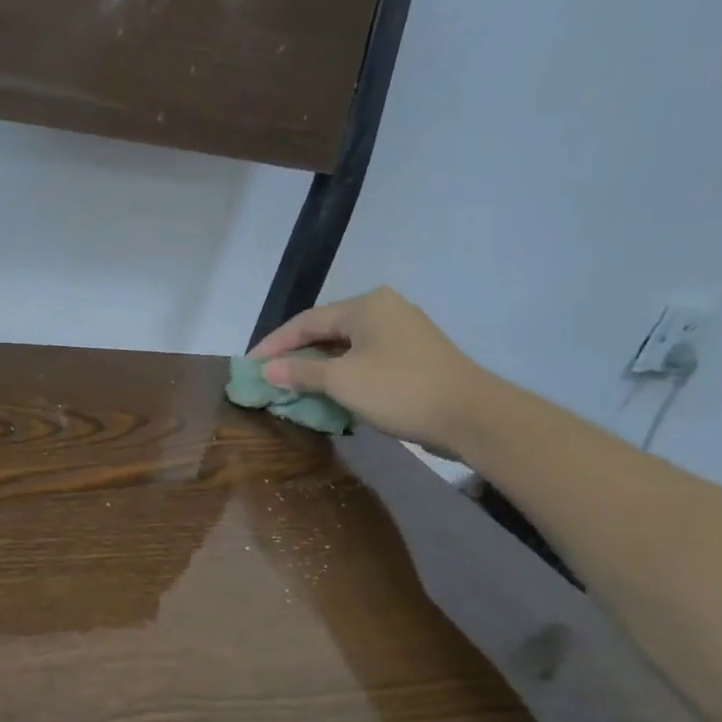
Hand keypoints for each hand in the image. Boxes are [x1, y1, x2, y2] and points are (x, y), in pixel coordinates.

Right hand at [250, 286, 491, 455]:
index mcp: (366, 305)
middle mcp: (385, 309)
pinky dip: (343, 372)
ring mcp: (404, 331)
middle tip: (269, 374)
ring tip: (293, 384)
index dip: (274, 343)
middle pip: (327, 330)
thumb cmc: (399, 389)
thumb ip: (300, 372)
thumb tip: (267, 369)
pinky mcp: (415, 355)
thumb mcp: (341, 381)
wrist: (472, 416)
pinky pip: (366, 358)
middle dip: (296, 354)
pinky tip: (330, 391)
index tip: (249, 364)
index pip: (306, 321)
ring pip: (347, 346)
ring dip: (319, 366)